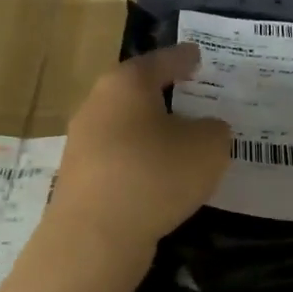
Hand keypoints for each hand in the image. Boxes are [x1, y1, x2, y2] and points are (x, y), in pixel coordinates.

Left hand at [47, 43, 230, 256]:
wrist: (95, 236)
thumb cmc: (155, 175)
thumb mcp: (208, 147)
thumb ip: (214, 130)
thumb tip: (204, 129)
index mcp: (126, 84)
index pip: (161, 61)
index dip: (183, 58)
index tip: (198, 56)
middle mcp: (97, 105)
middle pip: (136, 93)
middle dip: (164, 95)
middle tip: (192, 98)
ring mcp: (82, 143)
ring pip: (125, 128)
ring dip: (151, 133)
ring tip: (180, 143)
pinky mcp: (79, 179)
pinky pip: (118, 160)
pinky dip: (139, 163)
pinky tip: (158, 179)